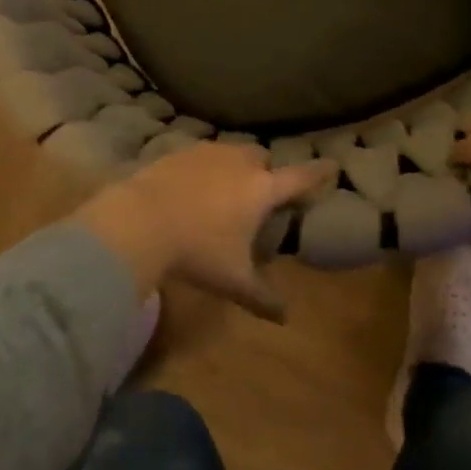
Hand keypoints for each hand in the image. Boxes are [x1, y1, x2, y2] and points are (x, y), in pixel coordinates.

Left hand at [76, 144, 337, 320]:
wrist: (138, 221)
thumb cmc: (197, 251)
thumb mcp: (232, 280)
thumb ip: (261, 297)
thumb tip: (284, 317)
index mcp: (261, 189)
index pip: (299, 178)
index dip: (318, 173)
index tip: (332, 165)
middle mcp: (238, 163)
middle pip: (262, 157)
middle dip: (266, 170)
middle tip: (260, 192)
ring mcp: (206, 153)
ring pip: (230, 151)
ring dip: (234, 165)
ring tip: (224, 189)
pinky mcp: (177, 152)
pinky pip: (200, 155)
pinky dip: (203, 168)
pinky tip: (191, 188)